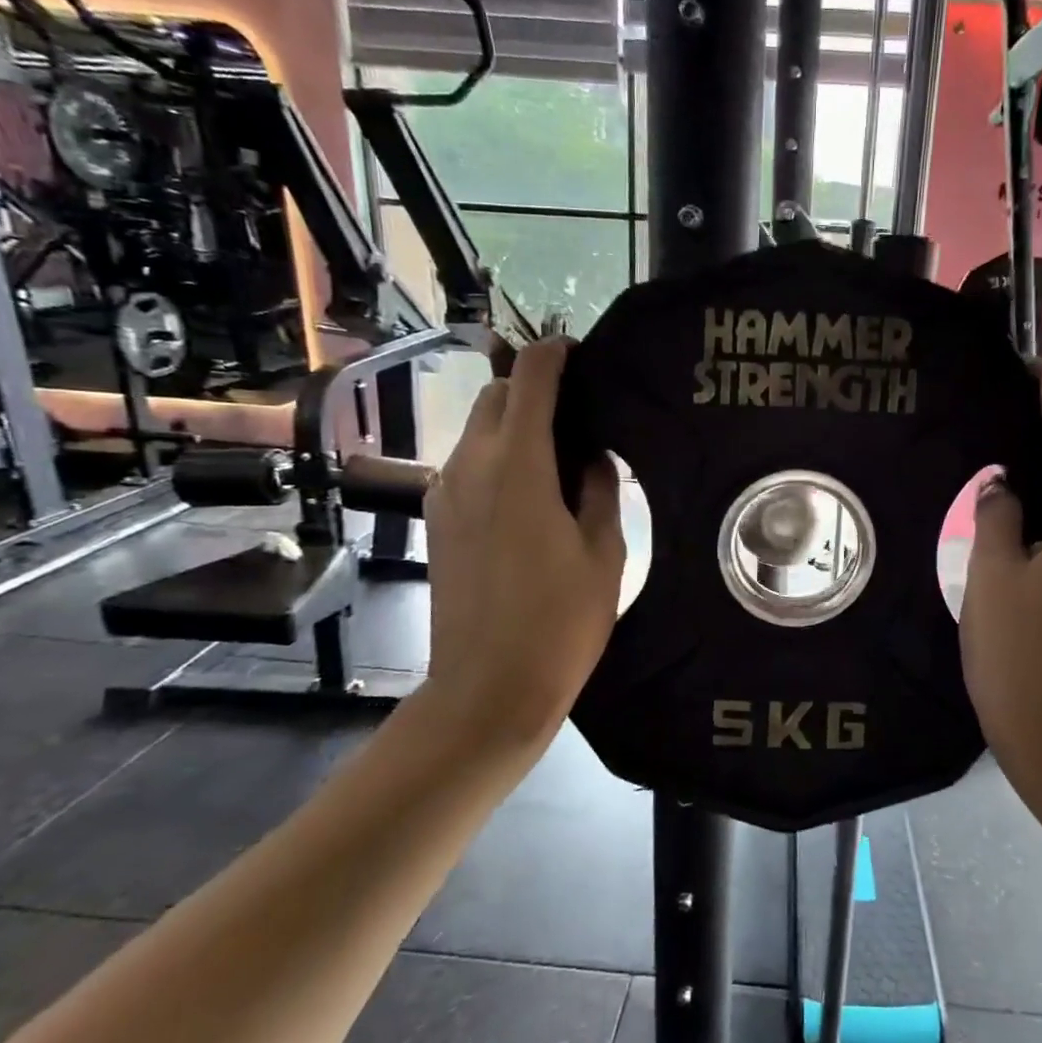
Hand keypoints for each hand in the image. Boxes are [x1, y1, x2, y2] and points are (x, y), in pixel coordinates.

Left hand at [421, 339, 625, 746]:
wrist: (488, 689)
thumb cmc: (560, 622)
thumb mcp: (603, 552)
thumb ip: (599, 489)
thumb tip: (591, 456)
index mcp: (518, 466)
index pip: (530, 378)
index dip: (555, 354)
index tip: (581, 353)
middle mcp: (470, 466)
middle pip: (495, 396)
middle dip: (533, 386)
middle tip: (579, 409)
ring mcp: (445, 493)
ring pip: (477, 429)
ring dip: (514, 422)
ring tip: (559, 451)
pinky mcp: (437, 520)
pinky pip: (467, 464)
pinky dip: (497, 455)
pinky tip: (531, 490)